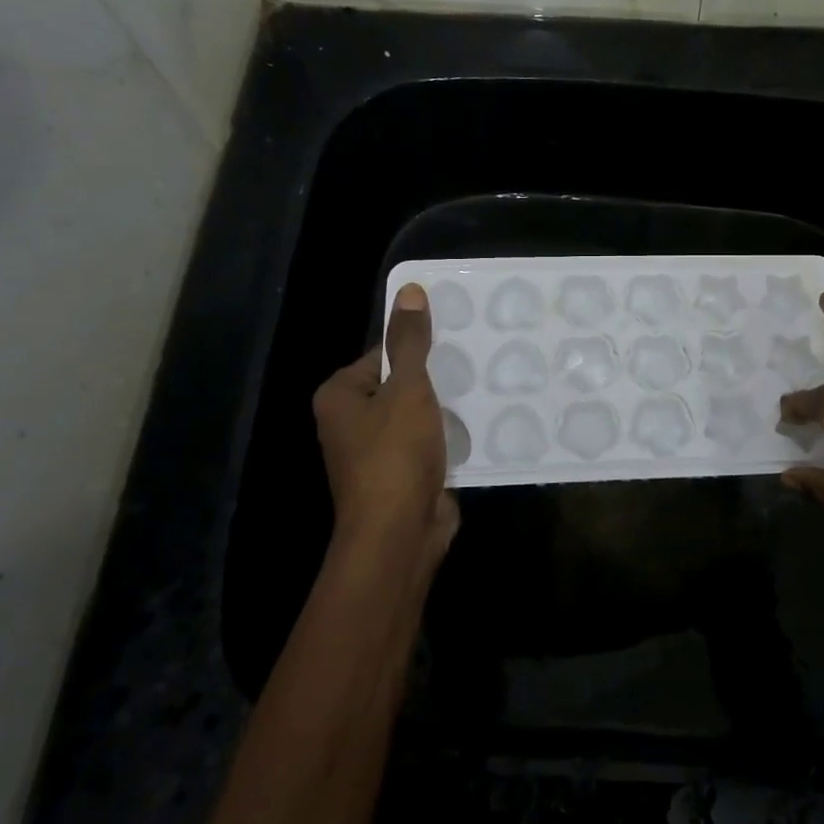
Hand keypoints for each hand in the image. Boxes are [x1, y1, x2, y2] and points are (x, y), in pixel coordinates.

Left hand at [311, 283, 459, 577]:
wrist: (400, 534)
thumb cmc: (394, 455)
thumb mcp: (407, 389)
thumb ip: (410, 341)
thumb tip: (409, 289)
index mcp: (340, 396)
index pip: (382, 354)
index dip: (417, 348)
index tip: (456, 343)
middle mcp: (351, 422)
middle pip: (401, 384)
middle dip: (436, 378)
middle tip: (476, 363)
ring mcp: (377, 452)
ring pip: (418, 415)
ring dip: (446, 408)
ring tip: (484, 388)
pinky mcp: (402, 474)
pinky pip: (428, 442)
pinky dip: (449, 435)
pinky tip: (480, 424)